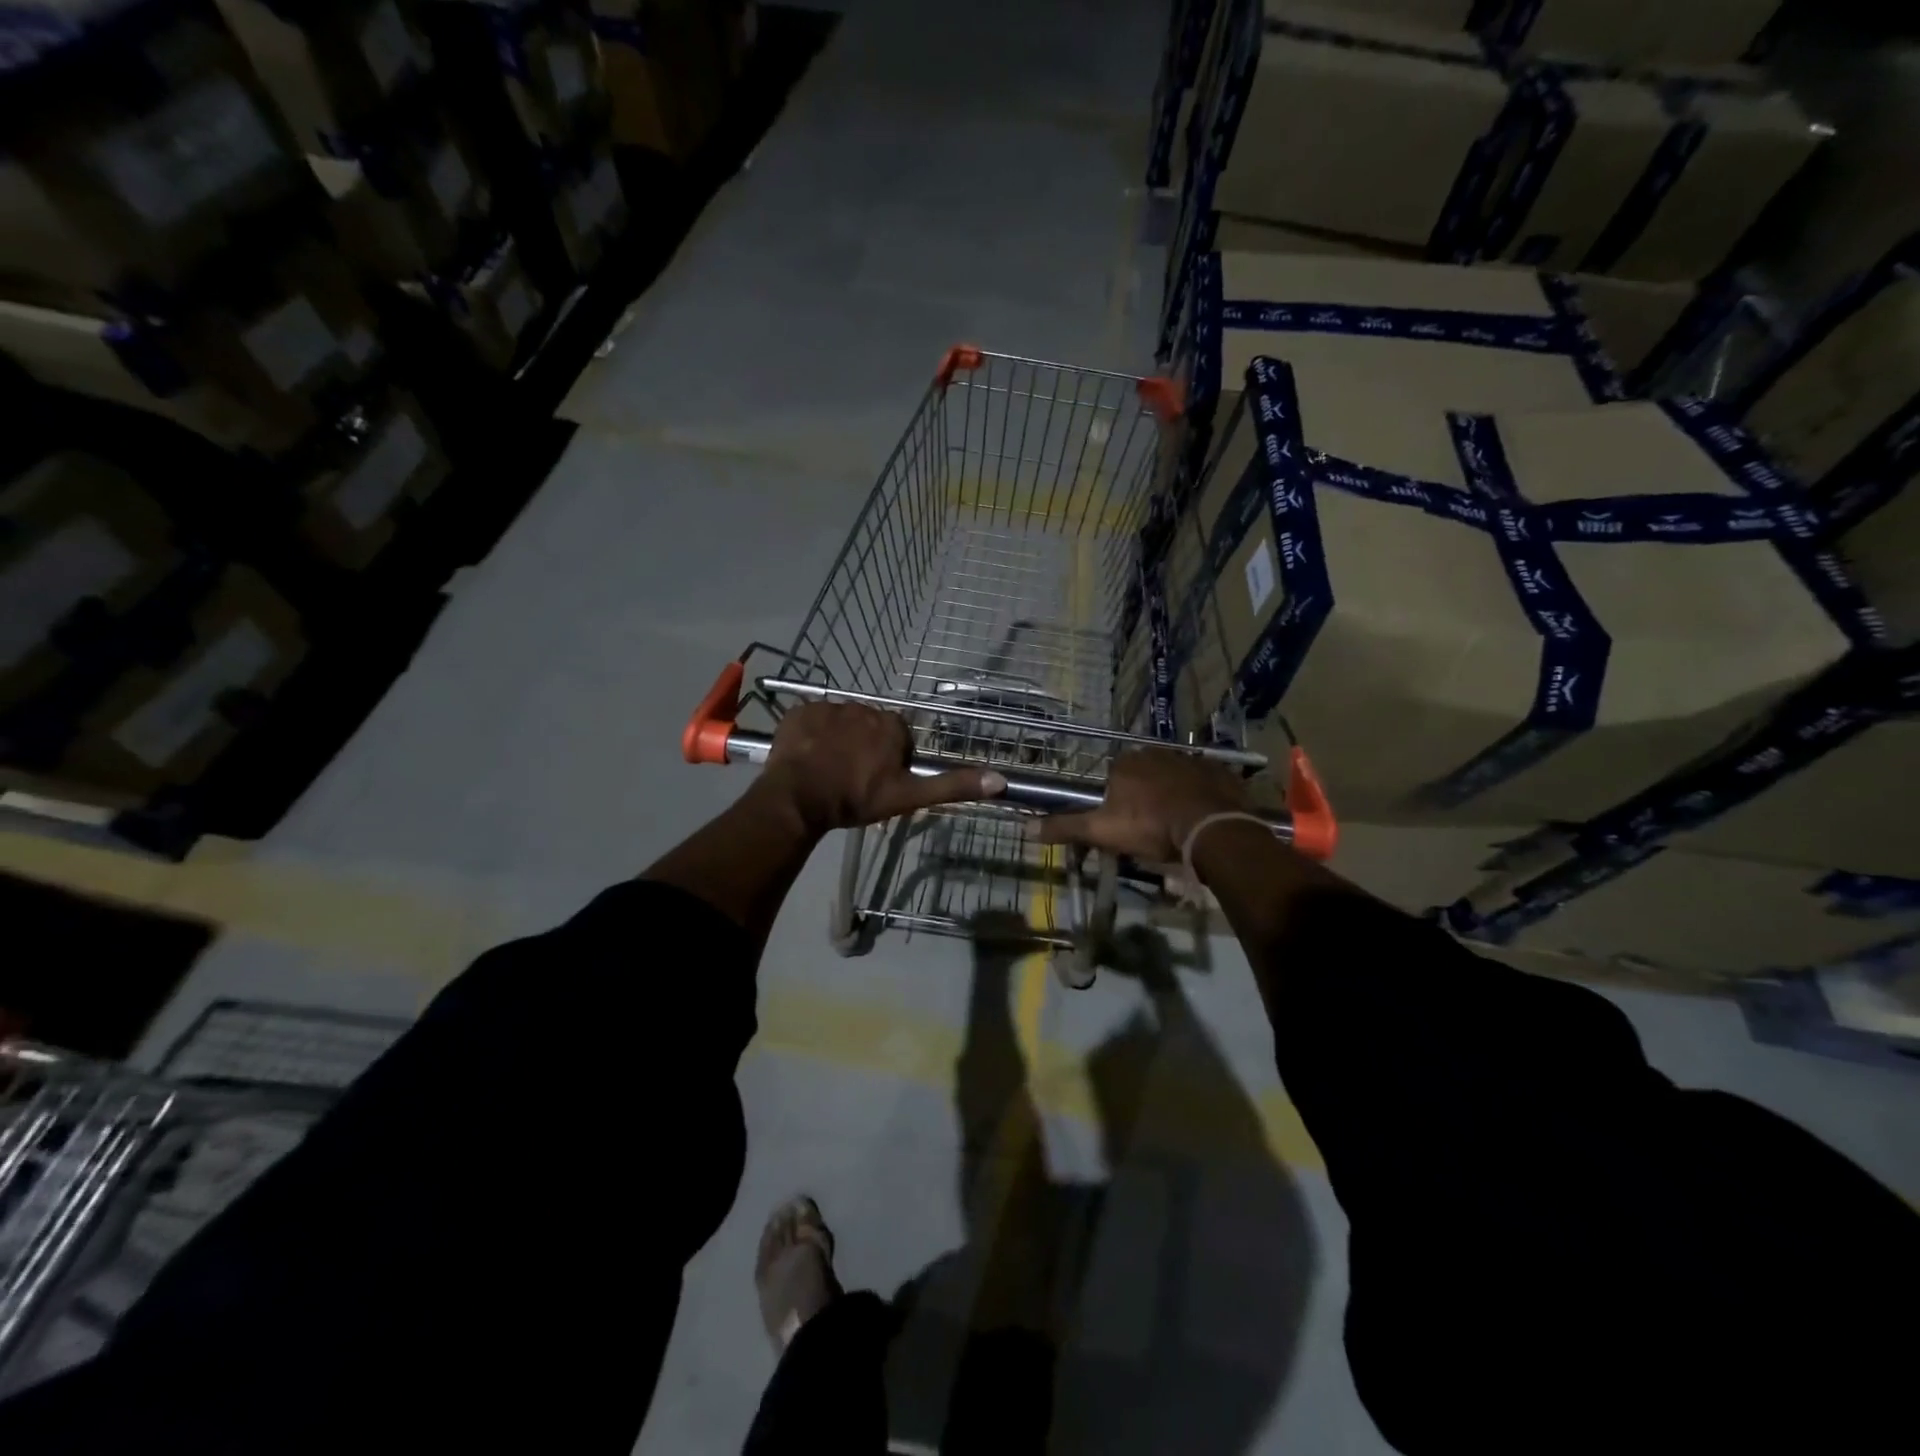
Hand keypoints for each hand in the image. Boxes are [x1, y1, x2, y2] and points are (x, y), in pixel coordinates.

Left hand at [760, 703, 1005, 834]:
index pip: (897, 738)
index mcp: (890, 725)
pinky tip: (807, 758)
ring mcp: (828, 707)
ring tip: (826, 771)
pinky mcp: (799, 711)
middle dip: (863, 748)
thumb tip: (1000, 780)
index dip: (889, 760)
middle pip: (868, 728)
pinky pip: (811, 720)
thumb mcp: (908, 796)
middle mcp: (863, 707)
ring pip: (840, 724)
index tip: (877, 782)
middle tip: (851, 779)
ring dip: (836, 741)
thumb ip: (952, 785)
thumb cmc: (856, 798)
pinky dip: (811, 736)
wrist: (798, 798)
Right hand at [1038, 747, 1250, 861]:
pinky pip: (1205, 781)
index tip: (1122, 822)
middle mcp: (1156, 752)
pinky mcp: (1219, 771)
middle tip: (1150, 826)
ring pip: (1174, 776)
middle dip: (1144, 794)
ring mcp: (1191, 759)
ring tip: (1177, 823)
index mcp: (1126, 763)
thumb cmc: (1150, 827)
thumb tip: (1027, 829)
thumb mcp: (1102, 831)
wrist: (1211, 828)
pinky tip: (1203, 815)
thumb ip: (1066, 827)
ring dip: (1173, 793)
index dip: (1115, 800)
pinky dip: (1202, 794)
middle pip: (1144, 774)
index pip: (1113, 775)